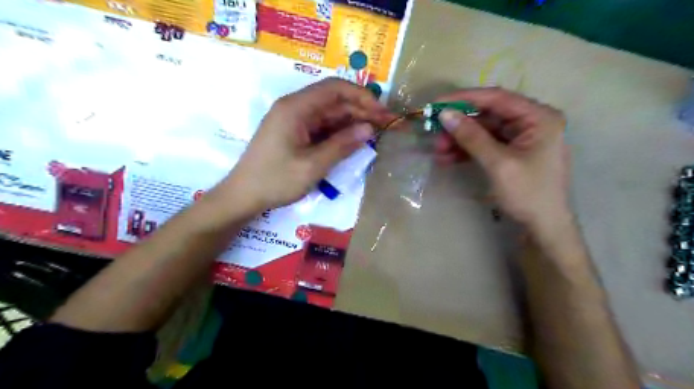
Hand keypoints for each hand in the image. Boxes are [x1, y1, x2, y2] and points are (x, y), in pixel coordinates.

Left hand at [215, 77, 391, 214]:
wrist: (244, 196)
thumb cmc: (276, 180)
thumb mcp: (313, 165)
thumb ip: (342, 145)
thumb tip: (369, 129)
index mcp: (296, 107)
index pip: (335, 89)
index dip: (363, 97)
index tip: (383, 112)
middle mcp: (295, 107)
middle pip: (334, 100)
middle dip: (362, 110)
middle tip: (387, 125)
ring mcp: (294, 120)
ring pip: (330, 114)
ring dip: (353, 122)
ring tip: (376, 133)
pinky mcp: (295, 133)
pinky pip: (322, 127)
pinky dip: (340, 133)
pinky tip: (355, 141)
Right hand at [438, 87, 569, 229]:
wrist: (543, 227)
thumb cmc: (528, 194)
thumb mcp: (498, 164)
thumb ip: (472, 137)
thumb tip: (445, 115)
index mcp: (538, 117)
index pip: (497, 98)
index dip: (464, 98)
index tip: (436, 104)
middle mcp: (531, 121)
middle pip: (488, 114)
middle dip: (459, 125)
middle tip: (434, 134)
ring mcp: (520, 137)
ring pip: (483, 130)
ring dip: (459, 139)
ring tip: (438, 152)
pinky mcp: (510, 151)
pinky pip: (484, 144)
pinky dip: (466, 150)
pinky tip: (448, 158)